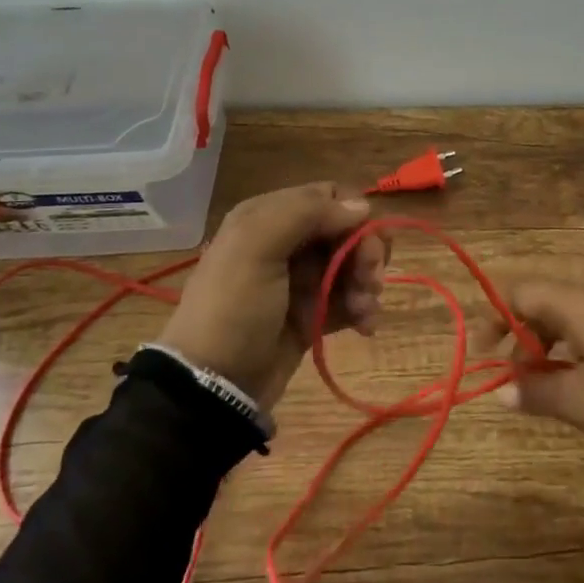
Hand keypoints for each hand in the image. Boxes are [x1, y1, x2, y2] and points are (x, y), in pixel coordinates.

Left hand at [162, 182, 388, 411]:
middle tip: (370, 280)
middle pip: (346, 230)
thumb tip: (361, 205)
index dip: (353, 215)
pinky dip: (362, 309)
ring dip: (367, 283)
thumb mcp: (256, 248)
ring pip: (352, 265)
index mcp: (268, 216)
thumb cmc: (233, 308)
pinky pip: (349, 300)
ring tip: (366, 310)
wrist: (213, 385)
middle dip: (366, 252)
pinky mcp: (312, 315)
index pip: (328, 196)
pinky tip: (366, 326)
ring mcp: (300, 281)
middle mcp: (286, 242)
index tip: (366, 243)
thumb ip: (305, 213)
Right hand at [474, 281, 583, 441]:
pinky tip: (581, 382)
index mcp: (576, 302)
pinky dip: (574, 350)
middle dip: (521, 338)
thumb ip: (538, 393)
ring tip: (546, 386)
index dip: (495, 318)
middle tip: (516, 379)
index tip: (485, 354)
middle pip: (543, 303)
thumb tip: (501, 392)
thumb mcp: (583, 400)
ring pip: (569, 317)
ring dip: (548, 347)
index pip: (520, 292)